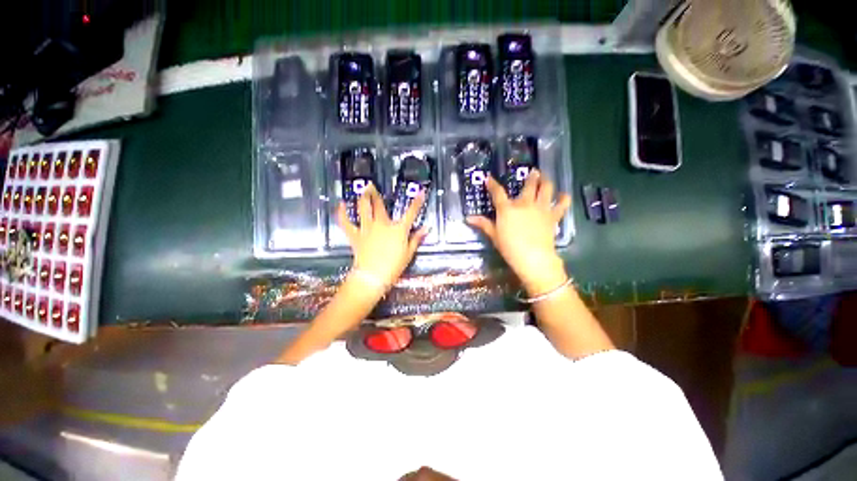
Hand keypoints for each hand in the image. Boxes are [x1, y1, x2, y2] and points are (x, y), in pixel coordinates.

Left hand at [337, 184, 427, 287]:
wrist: (373, 276)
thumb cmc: (394, 266)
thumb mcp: (409, 253)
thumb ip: (416, 239)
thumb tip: (426, 229)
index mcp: (398, 229)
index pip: (411, 213)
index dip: (417, 202)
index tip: (421, 192)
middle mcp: (382, 224)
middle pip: (379, 205)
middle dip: (377, 194)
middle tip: (372, 185)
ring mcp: (367, 228)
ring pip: (364, 208)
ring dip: (363, 198)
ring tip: (362, 190)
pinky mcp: (355, 235)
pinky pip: (346, 222)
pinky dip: (342, 213)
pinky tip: (341, 204)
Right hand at [467, 170, 571, 294]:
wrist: (533, 257)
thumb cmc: (509, 247)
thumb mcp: (494, 236)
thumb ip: (483, 224)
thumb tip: (468, 218)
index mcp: (507, 209)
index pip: (497, 192)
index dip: (492, 184)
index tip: (489, 178)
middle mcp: (524, 204)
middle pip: (529, 185)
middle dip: (531, 177)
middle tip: (533, 172)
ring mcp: (540, 208)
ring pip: (546, 188)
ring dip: (546, 181)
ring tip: (546, 177)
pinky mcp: (553, 216)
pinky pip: (561, 204)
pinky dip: (564, 198)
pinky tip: (564, 195)